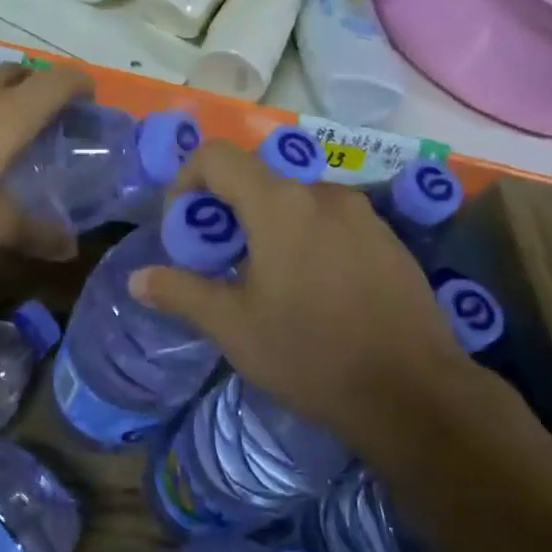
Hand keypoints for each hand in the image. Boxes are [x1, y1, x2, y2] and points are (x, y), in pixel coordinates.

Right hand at [129, 142, 486, 448]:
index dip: (186, 181)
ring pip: (296, 201)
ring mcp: (363, 214)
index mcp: (279, 204)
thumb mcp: (232, 327)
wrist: (413, 393)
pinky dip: (305, 238)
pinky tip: (313, 291)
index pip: (217, 157)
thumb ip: (181, 292)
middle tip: (219, 262)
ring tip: (265, 280)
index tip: (184, 228)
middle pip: (257, 179)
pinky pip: (331, 222)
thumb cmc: (310, 354)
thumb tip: (138, 279)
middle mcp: (323, 193)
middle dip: (226, 211)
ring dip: (266, 225)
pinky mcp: (389, 239)